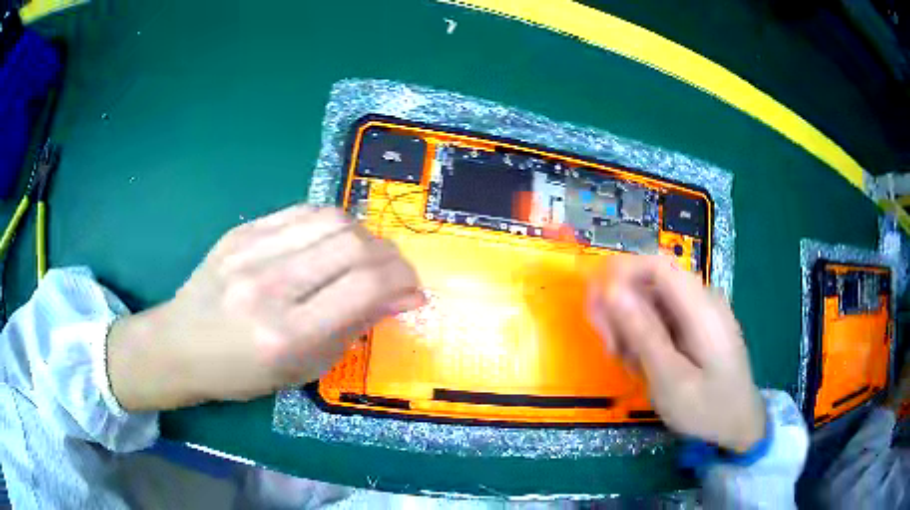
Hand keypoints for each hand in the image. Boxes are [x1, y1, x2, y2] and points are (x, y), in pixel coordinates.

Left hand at [107, 206, 423, 410]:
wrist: (182, 344)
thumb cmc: (243, 372)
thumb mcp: (303, 369)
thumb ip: (352, 328)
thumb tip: (400, 296)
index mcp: (286, 335)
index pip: (364, 287)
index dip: (402, 282)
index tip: (413, 292)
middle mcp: (269, 286)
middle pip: (354, 244)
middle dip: (391, 257)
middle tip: (396, 273)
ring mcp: (250, 250)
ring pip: (333, 219)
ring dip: (364, 236)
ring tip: (365, 257)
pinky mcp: (241, 230)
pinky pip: (303, 212)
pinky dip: (332, 225)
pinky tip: (331, 242)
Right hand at [587, 256, 764, 451]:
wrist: (738, 425)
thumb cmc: (706, 408)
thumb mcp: (669, 379)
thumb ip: (642, 333)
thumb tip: (610, 290)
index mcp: (701, 307)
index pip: (656, 265)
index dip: (620, 274)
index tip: (595, 304)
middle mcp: (702, 300)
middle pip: (652, 283)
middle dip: (622, 309)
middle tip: (609, 348)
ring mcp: (701, 312)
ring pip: (654, 302)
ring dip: (631, 326)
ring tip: (626, 362)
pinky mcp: (698, 325)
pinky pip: (664, 318)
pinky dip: (646, 336)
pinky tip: (643, 362)